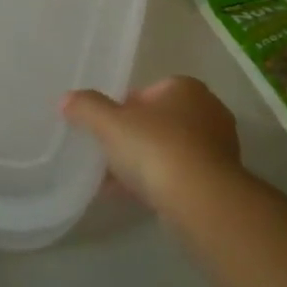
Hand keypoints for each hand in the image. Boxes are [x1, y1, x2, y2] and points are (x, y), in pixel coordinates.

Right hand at [61, 76, 242, 217]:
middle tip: (108, 155)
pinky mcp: (220, 178)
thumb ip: (87, 108)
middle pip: (160, 121)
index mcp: (185, 87)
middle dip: (134, 137)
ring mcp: (218, 146)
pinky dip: (161, 182)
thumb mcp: (110, 124)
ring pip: (171, 150)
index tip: (105, 129)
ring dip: (146, 163)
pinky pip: (182, 174)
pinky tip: (136, 197)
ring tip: (116, 182)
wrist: (200, 199)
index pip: (148, 92)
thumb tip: (66, 99)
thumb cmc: (155, 148)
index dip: (123, 109)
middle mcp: (208, 110)